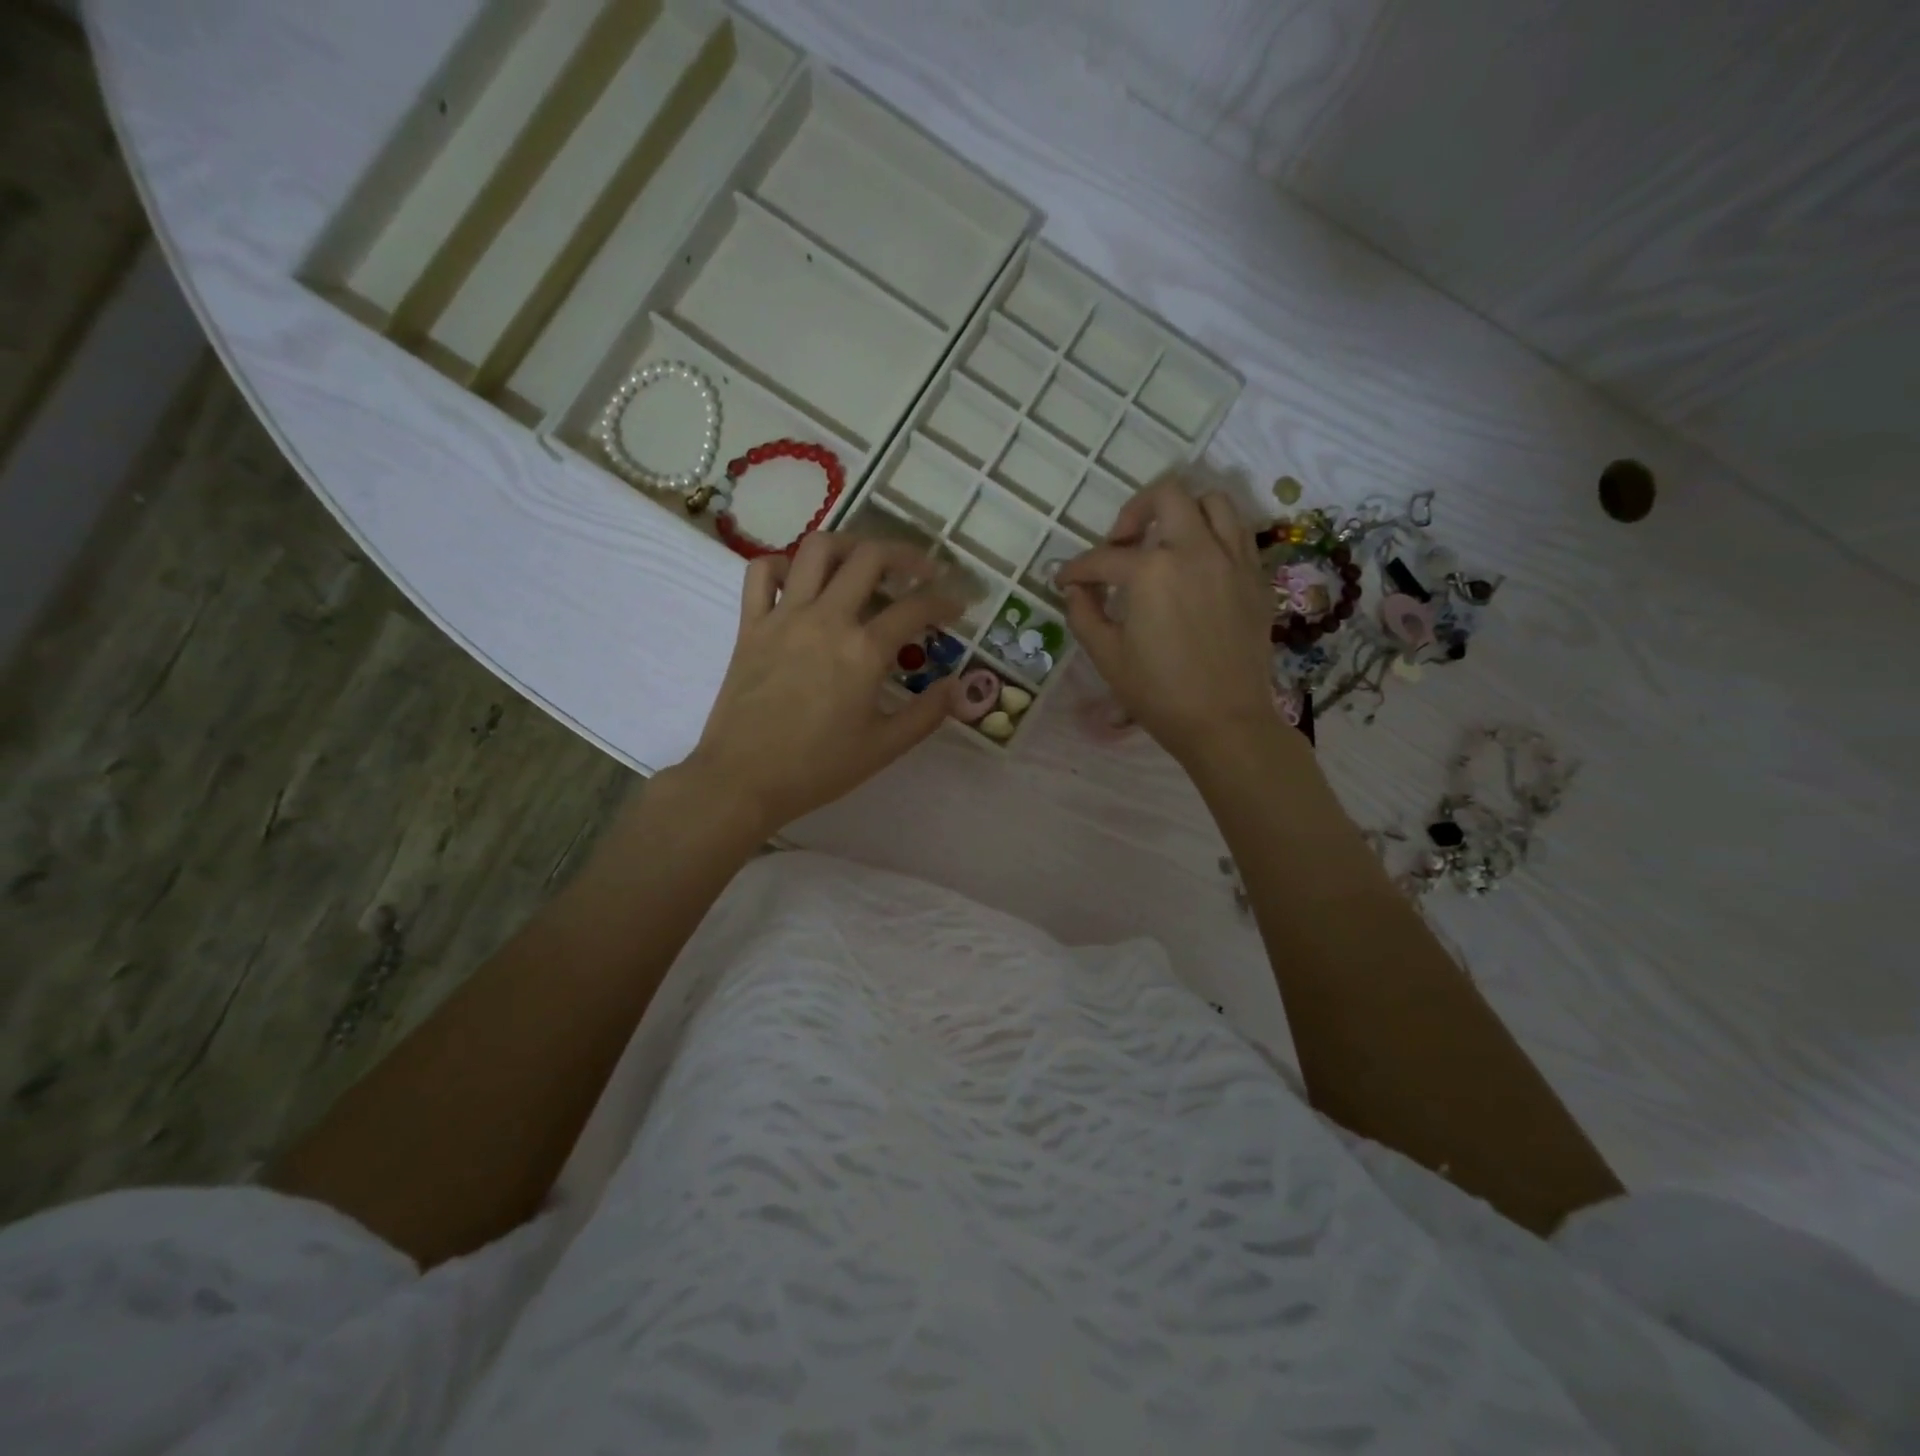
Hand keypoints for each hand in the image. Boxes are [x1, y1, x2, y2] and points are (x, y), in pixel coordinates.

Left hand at [680, 533, 962, 837]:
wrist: (742, 780)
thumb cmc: (817, 768)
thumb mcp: (883, 748)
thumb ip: (926, 714)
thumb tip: (957, 686)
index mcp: (863, 651)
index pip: (916, 608)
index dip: (945, 601)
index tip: (958, 606)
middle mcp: (826, 619)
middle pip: (871, 557)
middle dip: (906, 555)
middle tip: (922, 571)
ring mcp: (784, 616)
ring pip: (818, 549)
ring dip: (850, 545)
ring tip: (866, 562)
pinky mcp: (751, 624)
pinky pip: (762, 572)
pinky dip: (785, 565)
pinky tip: (803, 582)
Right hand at [1056, 478, 1274, 764]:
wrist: (1225, 721)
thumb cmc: (1159, 693)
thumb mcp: (1107, 656)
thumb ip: (1084, 614)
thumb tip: (1076, 591)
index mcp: (1151, 570)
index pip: (1103, 558)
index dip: (1076, 569)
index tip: (1065, 580)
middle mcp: (1195, 550)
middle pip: (1166, 495)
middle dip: (1134, 512)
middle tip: (1121, 545)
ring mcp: (1232, 560)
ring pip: (1213, 502)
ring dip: (1182, 512)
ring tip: (1165, 542)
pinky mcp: (1256, 578)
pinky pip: (1238, 533)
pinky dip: (1214, 535)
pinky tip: (1197, 565)